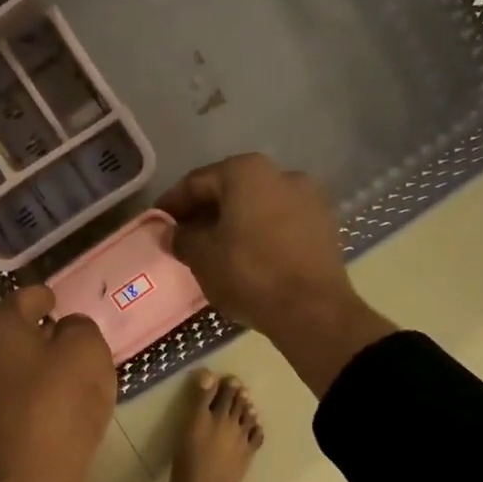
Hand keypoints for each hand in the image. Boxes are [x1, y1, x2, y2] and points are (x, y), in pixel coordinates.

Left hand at [0, 285, 115, 481]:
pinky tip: (62, 418)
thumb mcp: (86, 351)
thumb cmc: (58, 406)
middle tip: (71, 340)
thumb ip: (80, 329)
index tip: (56, 298)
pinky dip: (37, 408)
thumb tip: (67, 330)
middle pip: (12, 340)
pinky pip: (17, 412)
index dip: (41, 296)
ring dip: (38, 375)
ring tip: (73, 380)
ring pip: (13, 378)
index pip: (20, 300)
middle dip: (39, 337)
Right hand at [157, 154, 352, 332]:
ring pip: (258, 207)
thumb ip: (181, 238)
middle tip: (183, 236)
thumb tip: (169, 233)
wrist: (312, 310)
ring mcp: (309, 198)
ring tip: (215, 249)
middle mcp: (282, 174)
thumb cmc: (249, 274)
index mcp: (247, 172)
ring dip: (234, 223)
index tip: (157, 222)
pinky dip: (260, 234)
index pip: (197, 182)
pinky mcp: (325, 226)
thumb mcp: (202, 257)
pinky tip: (248, 257)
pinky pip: (281, 224)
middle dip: (205, 212)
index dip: (172, 203)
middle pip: (231, 190)